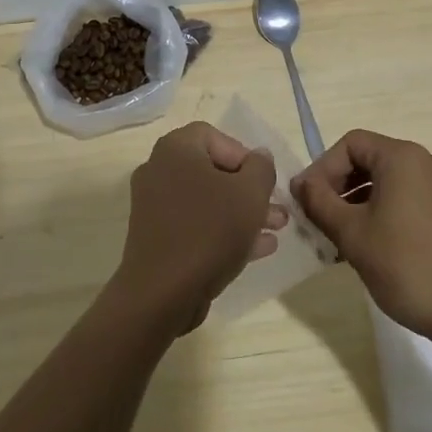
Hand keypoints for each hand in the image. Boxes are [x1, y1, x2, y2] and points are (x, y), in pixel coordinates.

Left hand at [112, 122, 283, 335]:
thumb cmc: (210, 231)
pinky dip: (224, 231)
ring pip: (207, 201)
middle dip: (249, 190)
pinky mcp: (157, 238)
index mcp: (175, 149)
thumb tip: (260, 156)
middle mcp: (159, 170)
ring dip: (243, 212)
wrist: (162, 294)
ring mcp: (155, 206)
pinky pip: (195, 225)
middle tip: (277, 209)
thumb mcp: (250, 194)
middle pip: (212, 170)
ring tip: (276, 229)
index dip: (244, 155)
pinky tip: (258, 248)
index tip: (263, 181)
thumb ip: (261, 168)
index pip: (214, 136)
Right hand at [294, 130, 431, 343]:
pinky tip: (365, 244)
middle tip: (317, 217)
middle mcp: (424, 162)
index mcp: (402, 157)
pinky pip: (403, 197)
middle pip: (368, 159)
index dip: (322, 168)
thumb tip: (300, 183)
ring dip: (355, 201)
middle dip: (337, 185)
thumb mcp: (351, 233)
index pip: (350, 144)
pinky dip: (379, 211)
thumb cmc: (405, 266)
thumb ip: (319, 201)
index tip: (306, 200)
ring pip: (385, 181)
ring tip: (336, 235)